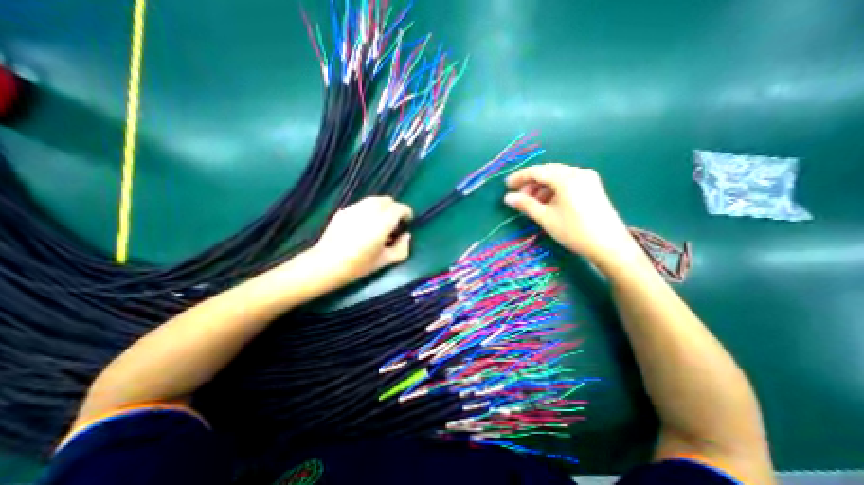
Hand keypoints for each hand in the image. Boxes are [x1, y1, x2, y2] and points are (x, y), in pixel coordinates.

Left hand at [308, 195, 412, 281]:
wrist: (326, 264)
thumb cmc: (358, 265)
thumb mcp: (385, 261)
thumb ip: (402, 248)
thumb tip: (406, 236)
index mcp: (382, 223)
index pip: (399, 208)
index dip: (406, 213)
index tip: (406, 222)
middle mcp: (369, 211)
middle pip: (387, 200)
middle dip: (394, 209)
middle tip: (393, 224)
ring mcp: (354, 209)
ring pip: (374, 200)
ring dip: (381, 208)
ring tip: (378, 223)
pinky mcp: (343, 211)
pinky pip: (361, 205)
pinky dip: (368, 210)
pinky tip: (363, 225)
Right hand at [509, 166, 640, 272]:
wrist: (609, 246)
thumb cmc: (574, 231)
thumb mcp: (545, 218)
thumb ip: (525, 204)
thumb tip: (507, 197)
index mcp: (567, 178)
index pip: (537, 171)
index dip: (520, 177)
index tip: (506, 185)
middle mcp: (578, 172)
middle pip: (548, 172)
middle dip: (530, 183)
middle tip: (518, 196)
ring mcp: (587, 179)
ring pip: (557, 177)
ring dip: (541, 187)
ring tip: (531, 202)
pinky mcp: (592, 187)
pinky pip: (567, 183)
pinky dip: (553, 190)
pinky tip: (547, 202)